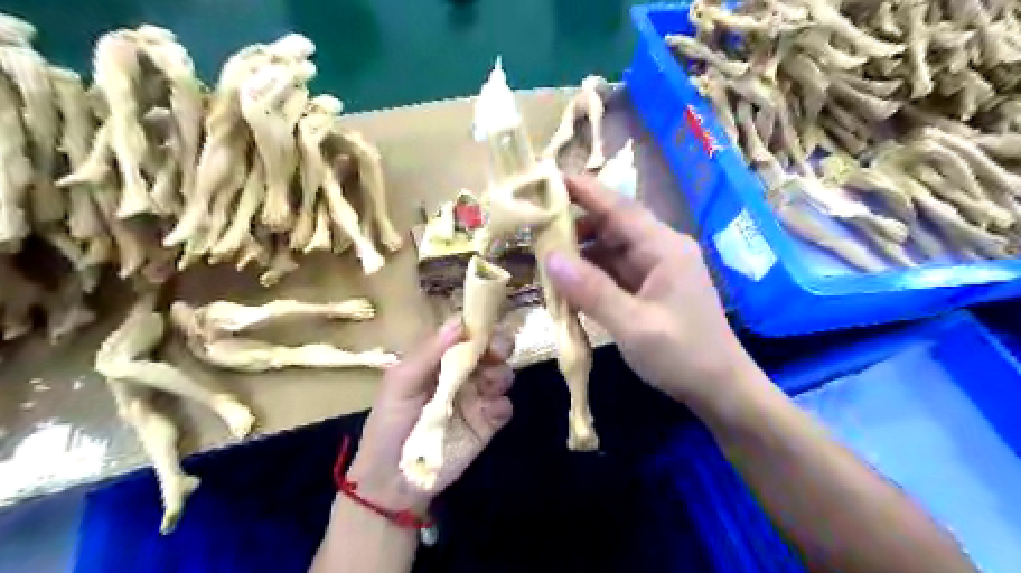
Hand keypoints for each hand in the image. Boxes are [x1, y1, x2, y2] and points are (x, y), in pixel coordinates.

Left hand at [347, 320, 514, 512]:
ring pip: (501, 375)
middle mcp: (461, 375)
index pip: (464, 335)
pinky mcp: (487, 424)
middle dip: (499, 346)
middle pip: (489, 351)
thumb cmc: (389, 424)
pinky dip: (502, 405)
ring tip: (490, 384)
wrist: (392, 481)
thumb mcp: (401, 383)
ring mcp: (476, 398)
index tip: (484, 328)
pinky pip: (504, 407)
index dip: (477, 327)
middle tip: (498, 352)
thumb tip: (459, 323)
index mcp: (438, 360)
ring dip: (502, 373)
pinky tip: (490, 411)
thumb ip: (428, 353)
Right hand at [546, 178, 760, 412]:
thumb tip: (550, 257)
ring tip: (544, 255)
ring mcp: (657, 269)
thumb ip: (592, 291)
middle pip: (613, 225)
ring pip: (611, 248)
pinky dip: (591, 274)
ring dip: (580, 251)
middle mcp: (661, 250)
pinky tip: (569, 282)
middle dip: (575, 224)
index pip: (618, 208)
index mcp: (664, 248)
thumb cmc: (683, 355)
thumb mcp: (634, 326)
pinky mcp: (651, 288)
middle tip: (535, 227)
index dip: (584, 190)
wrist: (721, 389)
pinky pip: (615, 270)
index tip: (548, 179)